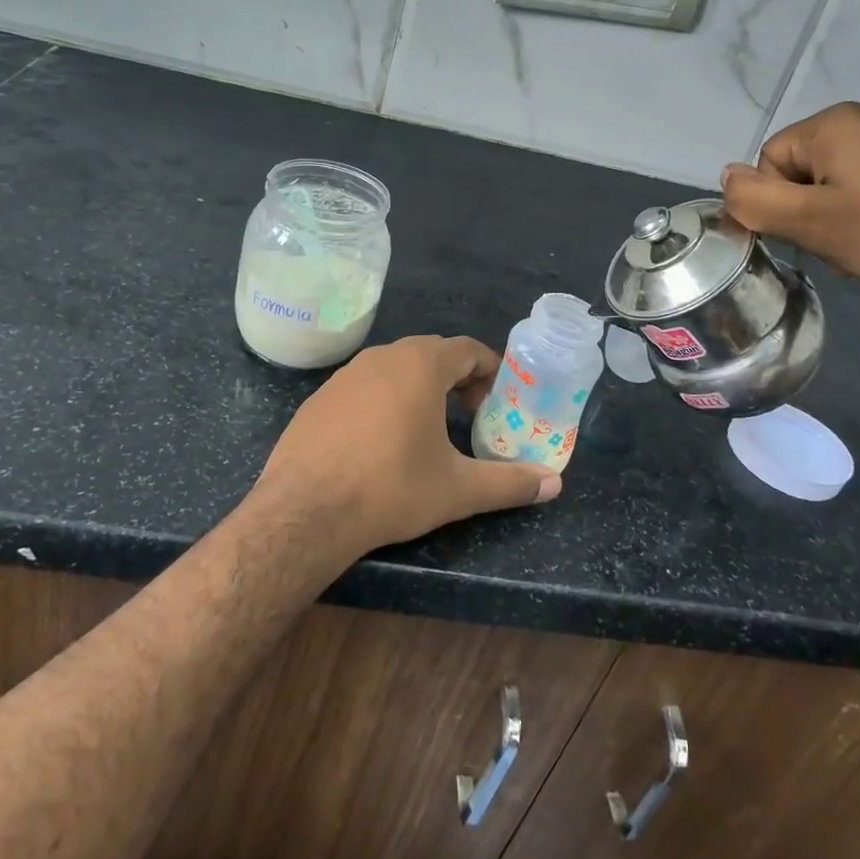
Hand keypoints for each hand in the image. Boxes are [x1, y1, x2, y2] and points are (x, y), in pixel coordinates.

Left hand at [255, 335, 559, 559]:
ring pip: (395, 368)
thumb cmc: (391, 488)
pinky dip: (384, 401)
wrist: (305, 510)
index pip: (467, 348)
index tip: (499, 399)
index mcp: (420, 365)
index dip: (490, 370)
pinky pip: (364, 387)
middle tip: (471, 415)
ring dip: (419, 388)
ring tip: (430, 428)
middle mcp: (382, 357)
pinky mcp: (319, 398)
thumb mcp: (457, 489)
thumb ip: (509, 483)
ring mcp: (345, 375)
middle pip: (431, 354)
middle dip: (457, 379)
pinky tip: (381, 442)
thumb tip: (554, 483)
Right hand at [721, 95, 859, 305]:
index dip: (783, 202)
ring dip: (850, 199)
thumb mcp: (812, 225)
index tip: (817, 233)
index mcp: (835, 121)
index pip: (771, 158)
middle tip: (849, 238)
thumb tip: (727, 176)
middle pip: (810, 159)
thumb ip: (755, 201)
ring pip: (850, 164)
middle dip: (817, 200)